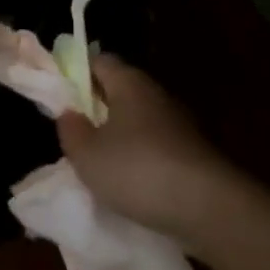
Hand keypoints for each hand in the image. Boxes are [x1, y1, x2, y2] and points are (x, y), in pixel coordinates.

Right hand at [56, 53, 239, 243]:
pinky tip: (131, 183)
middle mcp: (155, 92)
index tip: (61, 96)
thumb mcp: (88, 155)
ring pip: (138, 119)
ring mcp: (178, 122)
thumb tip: (68, 112)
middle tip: (76, 134)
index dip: (77, 73)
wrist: (208, 208)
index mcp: (128, 81)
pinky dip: (141, 158)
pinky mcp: (192, 151)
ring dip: (120, 136)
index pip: (99, 61)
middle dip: (97, 107)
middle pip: (119, 89)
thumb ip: (71, 130)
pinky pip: (156, 144)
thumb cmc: (139, 170)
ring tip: (100, 164)